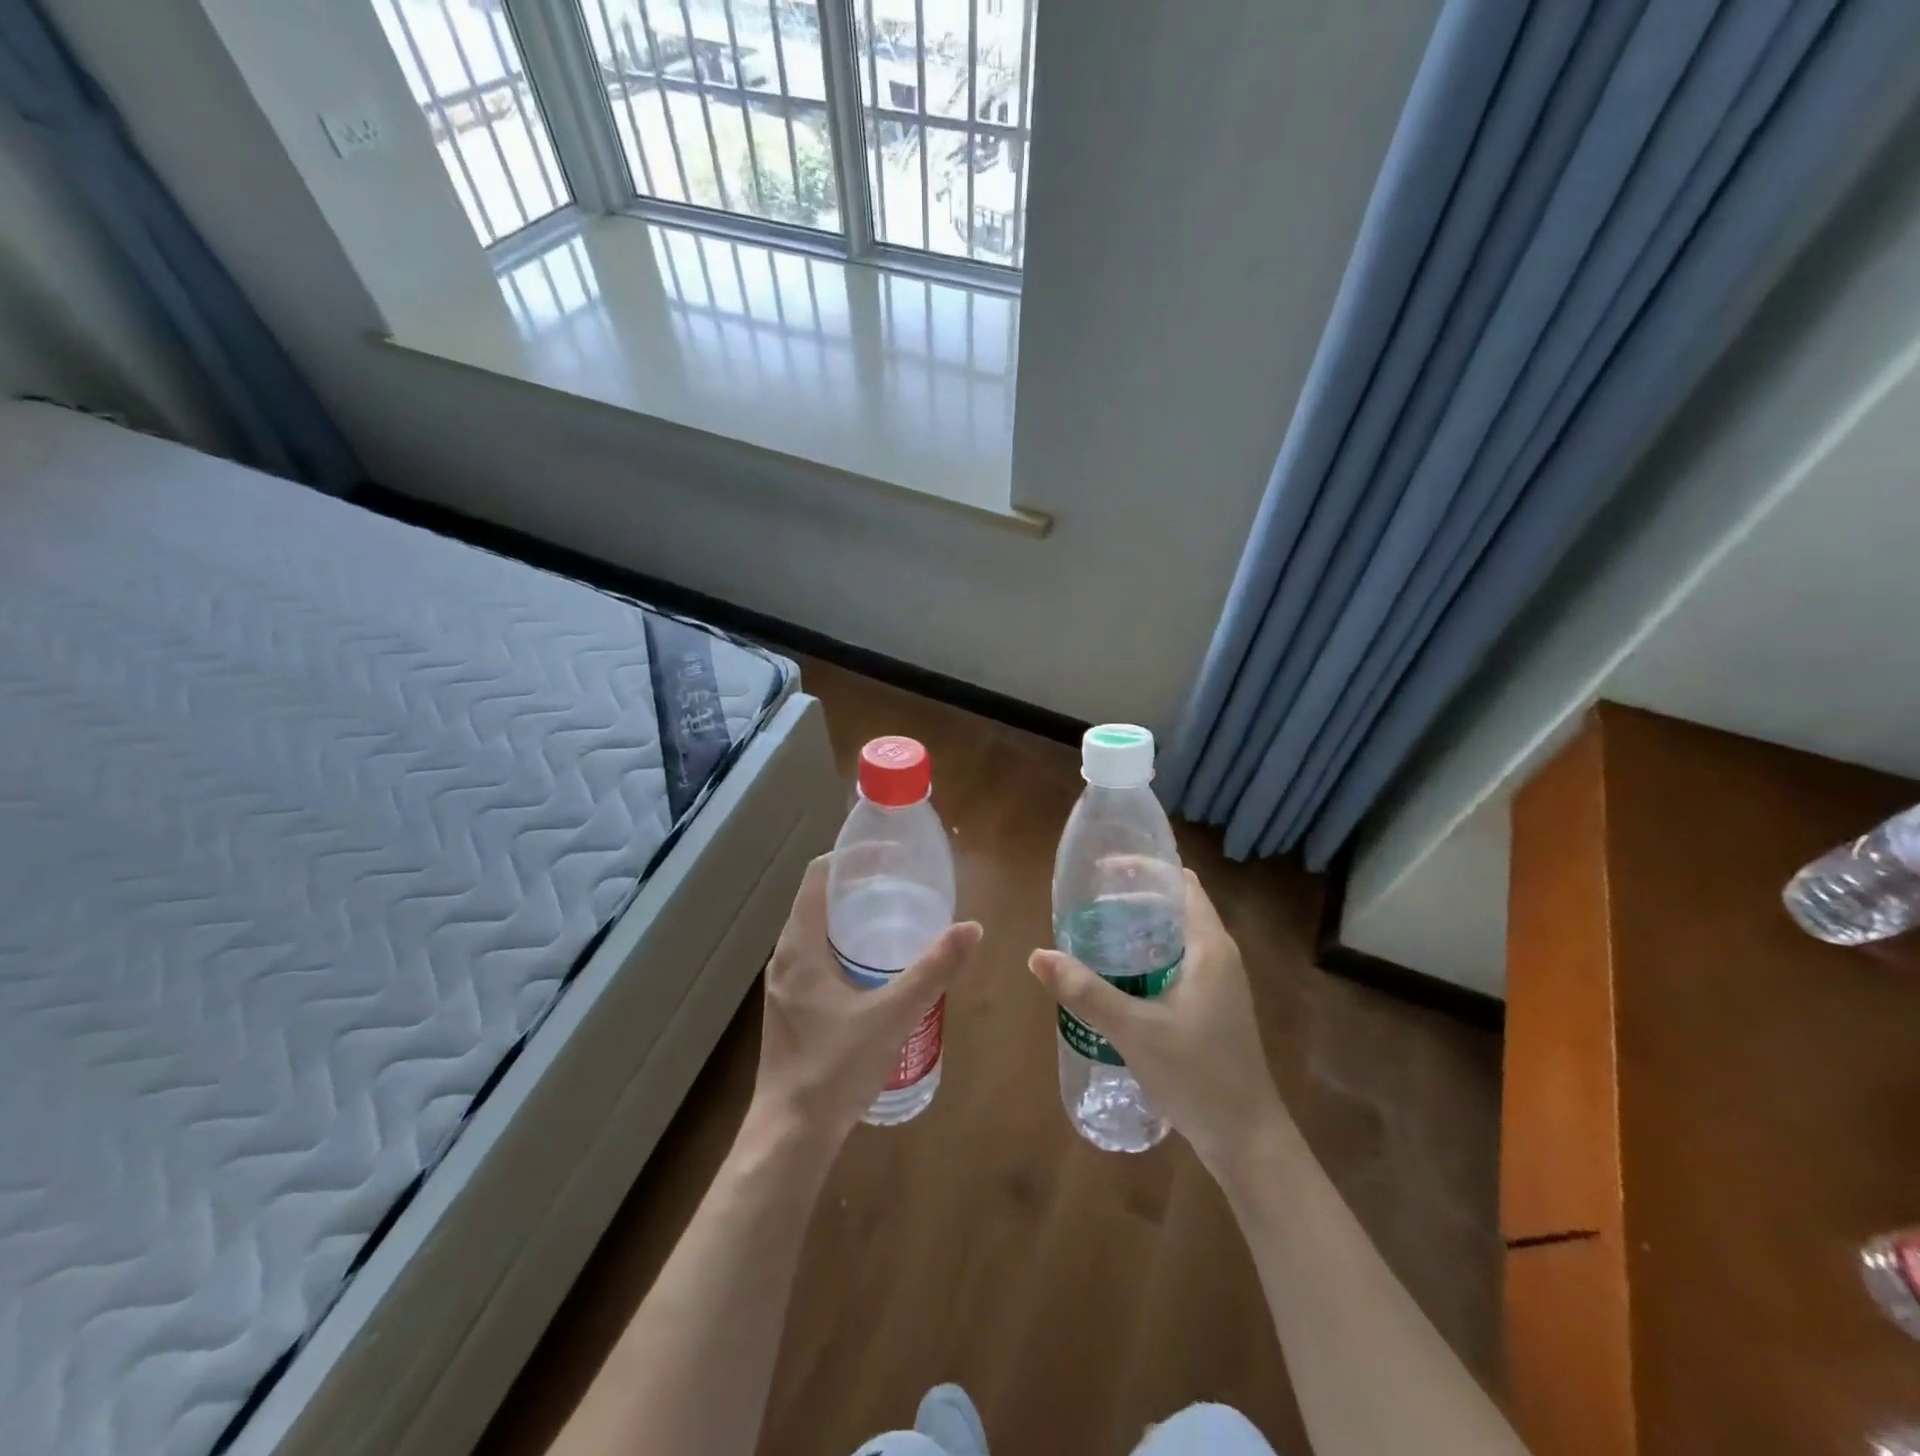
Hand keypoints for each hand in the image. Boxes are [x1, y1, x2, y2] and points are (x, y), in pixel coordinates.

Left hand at [751, 856, 983, 1149]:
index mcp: (799, 946)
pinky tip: (877, 964)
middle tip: (902, 882)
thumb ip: (933, 970)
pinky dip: (845, 944)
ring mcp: (786, 984)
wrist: (791, 1135)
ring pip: (817, 930)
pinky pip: (817, 956)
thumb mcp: (892, 1015)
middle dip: (857, 885)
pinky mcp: (792, 1006)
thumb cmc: (834, 1068)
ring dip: (851, 916)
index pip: (817, 877)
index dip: (850, 857)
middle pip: (818, 900)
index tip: (888, 853)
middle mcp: (786, 957)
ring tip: (896, 914)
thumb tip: (972, 928)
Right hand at [1029, 869, 1292, 1179]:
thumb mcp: (1135, 1030)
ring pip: (1174, 936)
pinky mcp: (1211, 1007)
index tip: (1102, 870)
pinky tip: (1116, 975)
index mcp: (1210, 947)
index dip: (1144, 868)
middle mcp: (1218, 956)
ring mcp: (1218, 983)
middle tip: (1087, 902)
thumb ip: (1085, 992)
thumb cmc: (1197, 1075)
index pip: (1181, 883)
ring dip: (1138, 928)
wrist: (1246, 1140)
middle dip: (1133, 897)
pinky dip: (1146, 955)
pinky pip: (1176, 962)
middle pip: (1175, 906)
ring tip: (1094, 931)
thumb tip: (1037, 956)